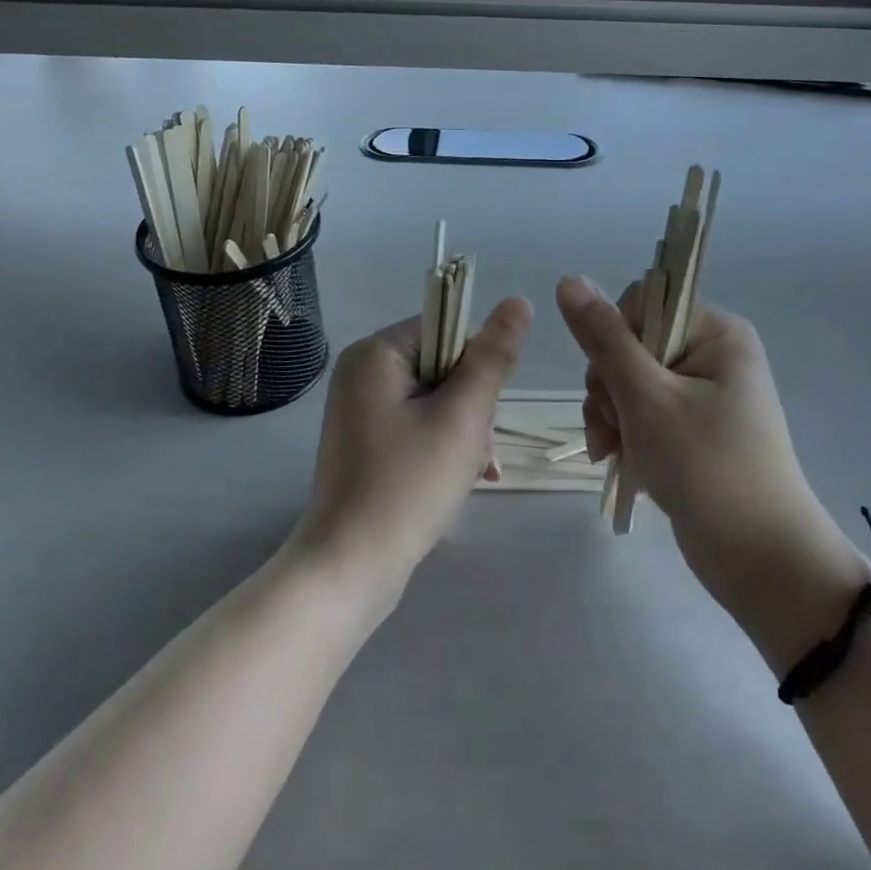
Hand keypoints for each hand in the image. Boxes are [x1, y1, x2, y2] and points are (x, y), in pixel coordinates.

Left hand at [290, 298, 531, 603]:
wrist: (351, 568)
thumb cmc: (409, 485)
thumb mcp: (463, 417)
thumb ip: (493, 357)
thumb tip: (519, 301)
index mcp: (376, 353)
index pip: (448, 329)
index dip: (477, 367)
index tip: (482, 412)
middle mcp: (361, 371)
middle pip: (443, 365)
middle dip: (472, 406)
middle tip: (476, 450)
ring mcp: (360, 407)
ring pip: (436, 398)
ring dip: (464, 429)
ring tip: (472, 471)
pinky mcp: (365, 439)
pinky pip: (417, 423)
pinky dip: (443, 444)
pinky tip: (461, 478)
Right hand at [555, 276, 864, 626]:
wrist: (761, 561)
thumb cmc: (707, 468)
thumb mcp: (647, 398)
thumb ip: (605, 339)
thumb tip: (569, 279)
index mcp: (716, 332)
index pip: (642, 304)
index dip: (615, 338)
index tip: (613, 382)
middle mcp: (712, 353)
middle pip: (631, 343)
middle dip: (609, 386)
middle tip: (613, 427)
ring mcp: (702, 393)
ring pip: (629, 380)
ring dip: (610, 413)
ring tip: (611, 450)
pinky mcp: (691, 428)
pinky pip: (642, 411)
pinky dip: (624, 432)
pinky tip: (615, 459)